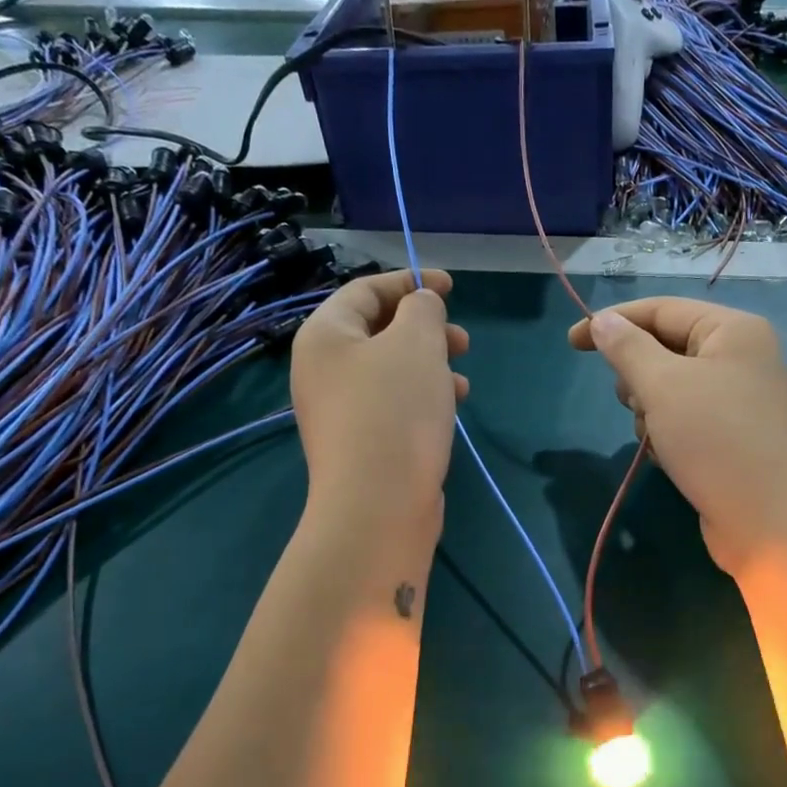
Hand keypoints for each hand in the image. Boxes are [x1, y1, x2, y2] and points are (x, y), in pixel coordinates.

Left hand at [292, 269, 467, 537]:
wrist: (378, 505)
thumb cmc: (395, 410)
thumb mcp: (416, 343)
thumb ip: (422, 310)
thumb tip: (422, 305)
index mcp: (325, 335)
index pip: (365, 290)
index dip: (410, 281)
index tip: (451, 286)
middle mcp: (324, 369)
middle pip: (378, 331)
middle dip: (425, 329)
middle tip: (462, 339)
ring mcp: (340, 410)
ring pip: (391, 371)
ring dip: (430, 365)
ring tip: (463, 378)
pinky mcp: (361, 443)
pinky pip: (394, 404)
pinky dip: (424, 397)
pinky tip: (452, 407)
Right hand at [569, 299, 786, 573]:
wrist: (769, 521)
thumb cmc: (715, 440)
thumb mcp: (662, 386)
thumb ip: (627, 348)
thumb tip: (603, 321)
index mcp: (733, 330)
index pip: (662, 309)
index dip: (614, 322)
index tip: (571, 343)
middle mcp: (740, 357)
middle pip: (665, 349)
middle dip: (638, 377)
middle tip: (636, 404)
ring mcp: (739, 399)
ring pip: (670, 388)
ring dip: (650, 412)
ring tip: (658, 438)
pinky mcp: (732, 436)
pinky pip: (684, 419)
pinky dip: (667, 433)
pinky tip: (668, 457)